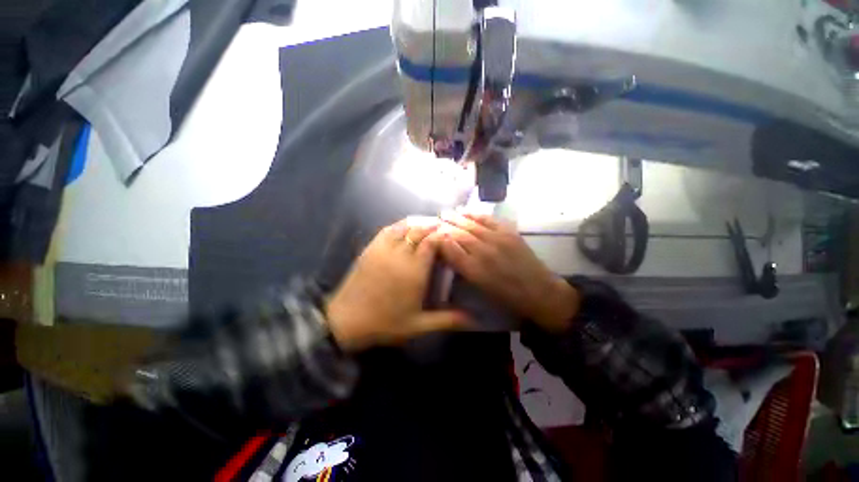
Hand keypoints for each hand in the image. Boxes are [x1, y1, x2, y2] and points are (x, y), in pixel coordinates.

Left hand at [326, 217, 470, 350]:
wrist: (346, 321)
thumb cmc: (385, 323)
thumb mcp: (419, 325)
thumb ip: (448, 319)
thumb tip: (475, 320)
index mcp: (414, 271)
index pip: (432, 242)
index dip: (443, 235)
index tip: (452, 235)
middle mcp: (400, 254)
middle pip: (420, 230)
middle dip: (434, 225)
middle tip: (445, 227)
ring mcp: (383, 249)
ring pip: (405, 226)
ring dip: (419, 222)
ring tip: (430, 223)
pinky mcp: (371, 248)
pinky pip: (388, 229)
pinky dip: (401, 224)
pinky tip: (407, 225)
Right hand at [437, 211, 579, 331]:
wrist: (538, 291)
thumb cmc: (506, 296)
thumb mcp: (479, 287)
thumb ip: (463, 268)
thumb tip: (449, 252)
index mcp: (473, 270)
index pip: (449, 248)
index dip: (438, 239)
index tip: (431, 233)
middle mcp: (482, 252)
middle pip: (458, 234)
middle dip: (444, 226)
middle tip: (434, 219)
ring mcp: (497, 239)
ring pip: (471, 225)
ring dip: (456, 217)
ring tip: (445, 212)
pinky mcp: (509, 233)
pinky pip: (488, 219)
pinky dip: (475, 214)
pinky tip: (466, 211)